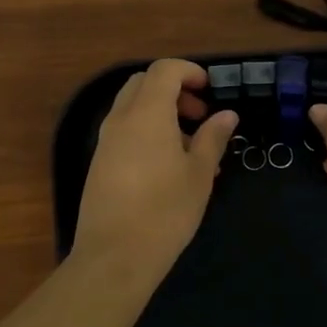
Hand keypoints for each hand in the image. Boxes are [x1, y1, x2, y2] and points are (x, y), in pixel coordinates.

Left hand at [71, 59, 237, 278]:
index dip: (189, 71)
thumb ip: (213, 138)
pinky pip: (125, 131)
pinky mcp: (99, 163)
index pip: (164, 70)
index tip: (209, 90)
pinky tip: (169, 166)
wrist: (115, 256)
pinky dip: (147, 131)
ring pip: (132, 108)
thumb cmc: (165, 212)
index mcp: (147, 114)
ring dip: (161, 112)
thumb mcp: (199, 175)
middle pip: (144, 83)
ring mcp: (105, 142)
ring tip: (191, 146)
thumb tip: (226, 115)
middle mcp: (120, 119)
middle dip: (174, 90)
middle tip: (200, 116)